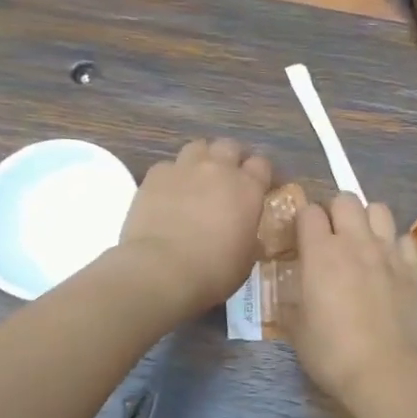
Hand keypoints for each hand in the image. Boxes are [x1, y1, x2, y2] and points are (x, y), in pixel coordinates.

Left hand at [119, 139, 273, 316]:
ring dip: (201, 159)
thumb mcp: (246, 258)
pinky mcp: (155, 176)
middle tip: (227, 178)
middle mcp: (218, 169)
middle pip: (229, 146)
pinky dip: (171, 176)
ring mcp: (184, 168)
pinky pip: (167, 166)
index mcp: (248, 188)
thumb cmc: (214, 271)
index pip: (261, 164)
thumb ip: (249, 234)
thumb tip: (247, 231)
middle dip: (230, 158)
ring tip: (196, 179)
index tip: (258, 186)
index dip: (260, 174)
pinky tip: (168, 194)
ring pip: (197, 147)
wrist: (162, 270)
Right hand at [291, 194, 416, 408]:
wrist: (388, 371)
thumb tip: (294, 292)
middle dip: (336, 211)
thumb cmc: (333, 353)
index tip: (302, 238)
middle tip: (333, 236)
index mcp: (320, 252)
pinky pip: (404, 237)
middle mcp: (355, 242)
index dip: (304, 221)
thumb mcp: (297, 330)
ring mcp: (388, 251)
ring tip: (363, 242)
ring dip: (367, 220)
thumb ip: (293, 301)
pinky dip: (395, 244)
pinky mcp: (414, 266)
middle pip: (346, 199)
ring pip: (379, 209)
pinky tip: (390, 264)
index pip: (308, 211)